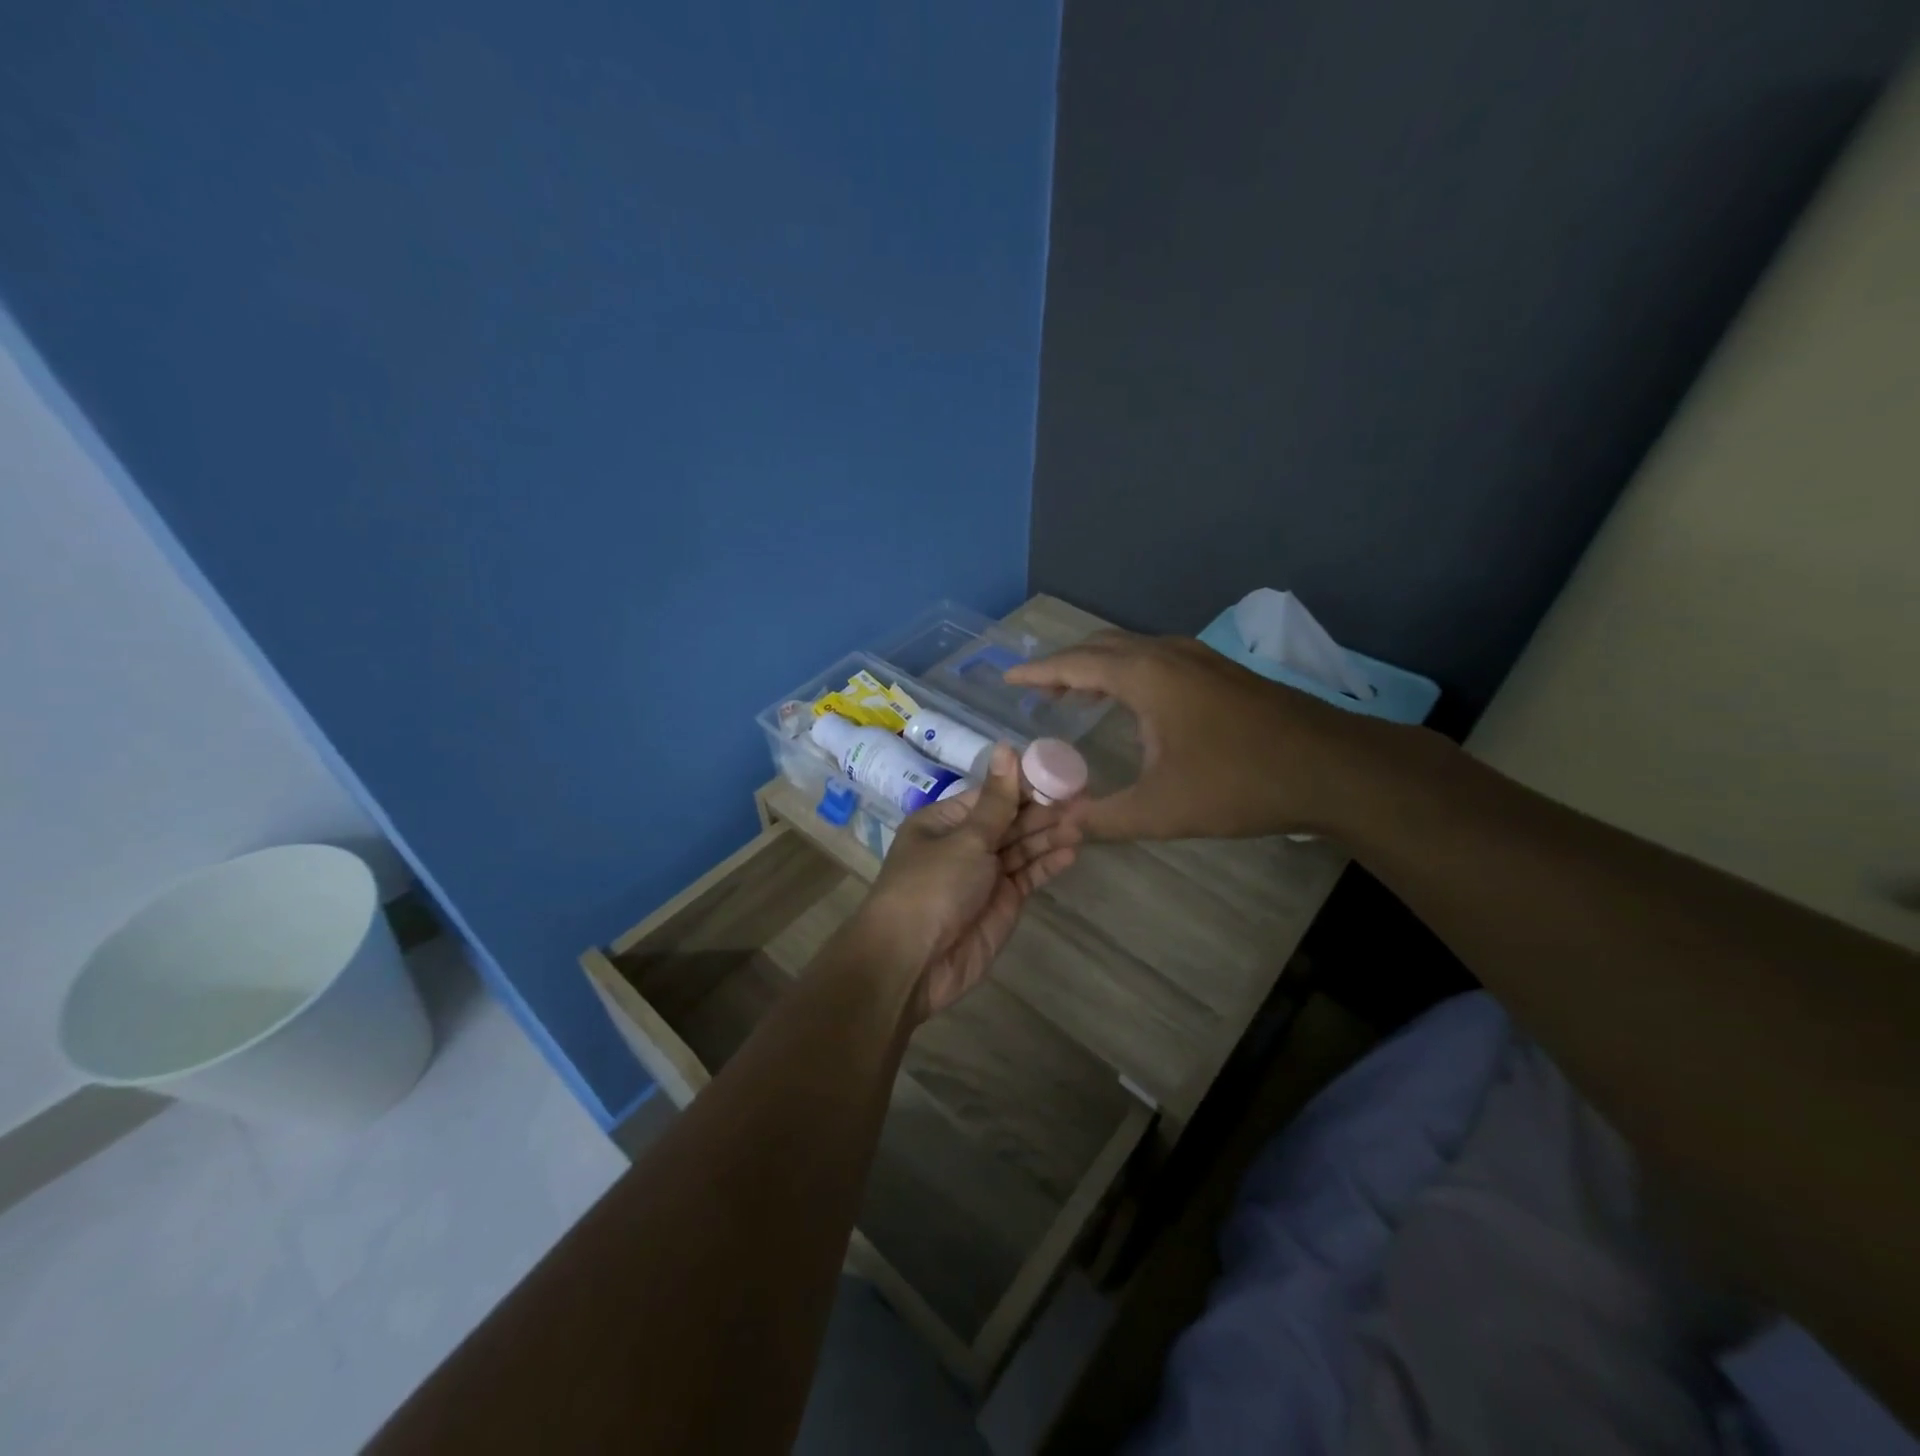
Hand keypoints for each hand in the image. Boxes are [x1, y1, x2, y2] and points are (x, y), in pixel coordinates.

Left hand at [860, 744, 1079, 1019]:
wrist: (912, 962)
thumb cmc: (931, 887)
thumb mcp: (965, 838)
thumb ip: (997, 800)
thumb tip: (1006, 747)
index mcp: (945, 821)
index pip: (991, 795)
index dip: (1024, 784)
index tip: (1059, 772)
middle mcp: (964, 844)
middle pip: (1010, 820)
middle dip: (1043, 810)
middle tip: (1083, 798)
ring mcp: (984, 875)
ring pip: (1022, 847)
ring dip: (1050, 835)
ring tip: (1084, 822)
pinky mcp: (1001, 904)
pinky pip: (1027, 876)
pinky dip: (1047, 864)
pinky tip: (1071, 851)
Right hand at [1003, 631, 1385, 841]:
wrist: (1331, 767)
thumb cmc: (1239, 783)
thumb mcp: (1161, 810)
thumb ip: (1103, 818)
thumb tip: (1059, 825)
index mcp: (1146, 676)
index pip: (1075, 663)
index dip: (1037, 672)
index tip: (1007, 678)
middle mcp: (1168, 654)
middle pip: (1100, 647)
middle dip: (1063, 665)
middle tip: (1035, 692)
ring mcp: (1198, 658)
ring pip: (1131, 650)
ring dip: (1096, 667)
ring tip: (1072, 695)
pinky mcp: (1219, 671)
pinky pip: (1155, 659)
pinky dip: (1125, 672)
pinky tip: (1129, 702)